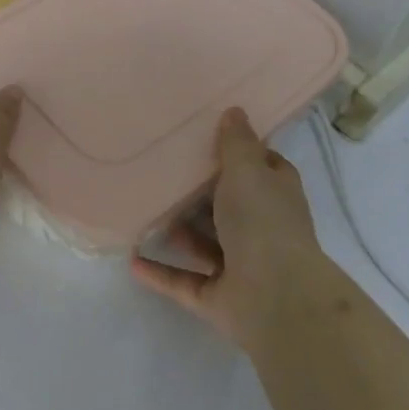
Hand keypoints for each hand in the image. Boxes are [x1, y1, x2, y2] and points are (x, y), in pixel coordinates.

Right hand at [131, 107, 321, 346]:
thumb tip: (235, 111)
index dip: (242, 154)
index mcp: (276, 195)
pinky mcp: (219, 297)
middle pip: (228, 206)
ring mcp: (241, 267)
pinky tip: (131, 259)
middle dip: (200, 194)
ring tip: (143, 211)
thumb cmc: (262, 222)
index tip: (208, 138)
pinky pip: (183, 280)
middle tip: (161, 171)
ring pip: (205, 243)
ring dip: (178, 232)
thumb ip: (236, 142)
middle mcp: (262, 229)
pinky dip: (159, 272)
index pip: (263, 168)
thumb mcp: (247, 170)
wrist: (276, 298)